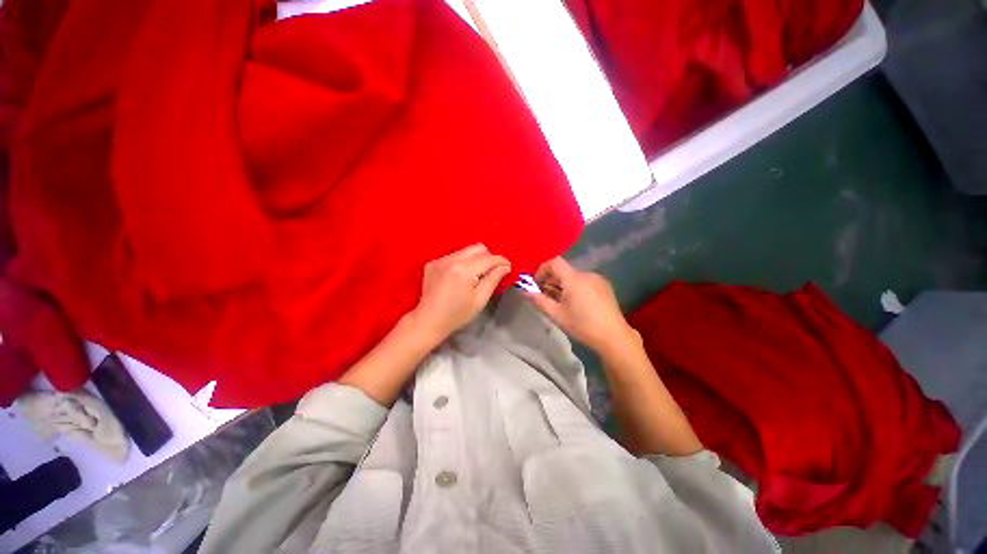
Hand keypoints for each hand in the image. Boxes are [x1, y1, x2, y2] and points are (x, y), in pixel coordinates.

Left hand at [409, 244, 510, 342]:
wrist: (428, 321)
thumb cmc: (457, 314)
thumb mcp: (480, 300)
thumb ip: (493, 279)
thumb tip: (505, 267)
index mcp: (463, 270)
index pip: (487, 258)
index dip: (501, 261)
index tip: (508, 267)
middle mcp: (450, 260)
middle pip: (477, 248)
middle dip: (488, 258)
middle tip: (492, 272)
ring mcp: (439, 260)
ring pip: (466, 251)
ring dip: (475, 260)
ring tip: (475, 276)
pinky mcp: (433, 263)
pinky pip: (454, 256)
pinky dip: (462, 263)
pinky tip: (460, 277)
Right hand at [525, 257, 639, 355]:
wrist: (613, 336)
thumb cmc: (582, 325)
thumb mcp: (557, 315)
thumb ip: (539, 301)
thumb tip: (525, 292)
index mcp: (574, 279)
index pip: (554, 262)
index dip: (542, 270)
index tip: (537, 285)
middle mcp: (586, 274)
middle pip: (564, 270)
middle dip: (551, 280)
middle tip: (547, 297)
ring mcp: (598, 279)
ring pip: (574, 276)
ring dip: (563, 285)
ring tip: (562, 303)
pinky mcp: (605, 286)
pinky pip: (585, 281)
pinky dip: (576, 287)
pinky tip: (578, 304)